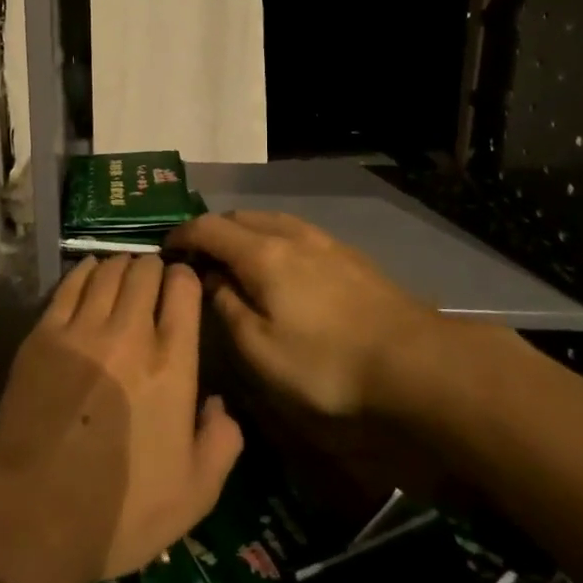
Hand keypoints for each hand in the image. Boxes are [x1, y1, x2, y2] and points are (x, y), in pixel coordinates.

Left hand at [0, 255, 243, 582]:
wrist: (34, 512)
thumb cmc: (122, 510)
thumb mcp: (196, 494)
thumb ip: (221, 443)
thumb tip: (219, 404)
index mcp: (172, 367)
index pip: (183, 290)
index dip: (185, 279)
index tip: (182, 287)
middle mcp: (130, 335)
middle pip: (144, 271)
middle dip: (153, 268)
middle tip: (152, 282)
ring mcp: (82, 331)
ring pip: (107, 271)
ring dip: (121, 266)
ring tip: (122, 276)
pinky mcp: (43, 335)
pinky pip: (70, 284)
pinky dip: (85, 271)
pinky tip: (89, 273)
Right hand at [167, 211, 438, 417]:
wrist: (418, 364)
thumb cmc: (328, 365)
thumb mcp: (260, 351)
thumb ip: (227, 309)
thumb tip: (210, 279)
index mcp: (262, 254)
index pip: (209, 228)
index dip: (182, 234)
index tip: (164, 249)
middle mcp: (292, 235)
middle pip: (241, 217)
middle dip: (212, 230)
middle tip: (197, 256)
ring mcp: (326, 242)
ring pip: (273, 221)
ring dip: (245, 231)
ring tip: (235, 257)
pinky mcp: (351, 257)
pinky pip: (298, 233)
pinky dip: (274, 239)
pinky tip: (282, 264)